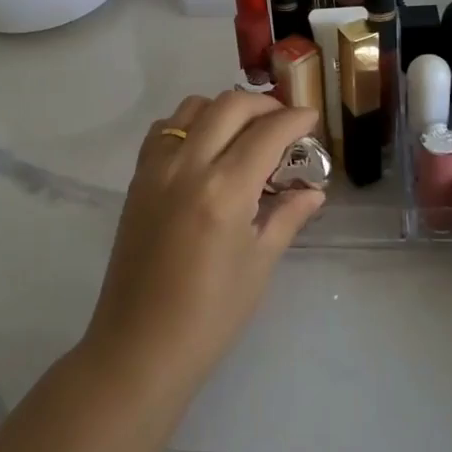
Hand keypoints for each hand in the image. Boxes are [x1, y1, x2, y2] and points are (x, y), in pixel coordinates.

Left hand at [84, 92, 325, 391]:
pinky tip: (204, 148)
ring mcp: (156, 169)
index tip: (311, 119)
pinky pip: (164, 130)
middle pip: (229, 106)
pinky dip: (189, 124)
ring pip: (192, 108)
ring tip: (245, 131)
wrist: (140, 345)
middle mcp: (187, 166)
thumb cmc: (210, 315)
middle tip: (284, 123)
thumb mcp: (258, 265)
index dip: (295, 120)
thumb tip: (313, 191)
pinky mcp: (137, 179)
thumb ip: (286, 217)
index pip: (266, 134)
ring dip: (224, 109)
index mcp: (224, 191)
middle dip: (264, 105)